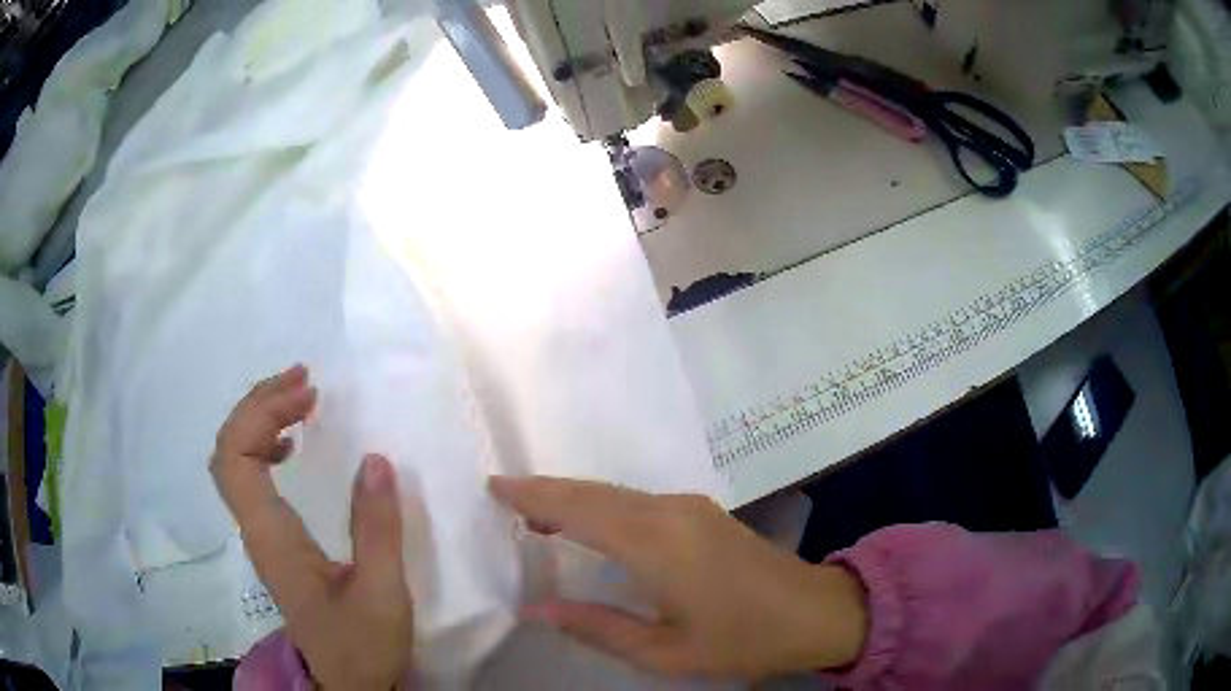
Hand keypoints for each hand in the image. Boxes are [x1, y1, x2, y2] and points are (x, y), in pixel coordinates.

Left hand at [211, 365, 413, 690]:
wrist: (348, 686)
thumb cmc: (362, 646)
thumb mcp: (381, 593)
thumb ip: (377, 528)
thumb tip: (375, 458)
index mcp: (272, 538)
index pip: (236, 457)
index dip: (262, 413)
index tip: (308, 395)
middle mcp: (256, 529)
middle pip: (228, 450)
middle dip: (259, 404)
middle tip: (304, 381)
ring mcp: (261, 535)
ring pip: (234, 461)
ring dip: (260, 420)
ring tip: (299, 400)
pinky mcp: (273, 541)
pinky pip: (250, 478)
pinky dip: (266, 447)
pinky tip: (292, 447)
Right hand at [489, 476, 868, 679]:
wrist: (814, 611)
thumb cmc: (740, 639)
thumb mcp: (664, 650)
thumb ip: (597, 628)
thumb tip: (535, 610)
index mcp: (656, 545)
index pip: (579, 510)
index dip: (534, 496)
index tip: (494, 486)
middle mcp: (669, 511)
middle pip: (594, 492)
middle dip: (547, 491)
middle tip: (505, 496)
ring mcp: (689, 506)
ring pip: (615, 492)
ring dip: (574, 497)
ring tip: (535, 513)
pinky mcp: (701, 511)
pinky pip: (637, 499)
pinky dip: (602, 504)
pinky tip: (590, 522)